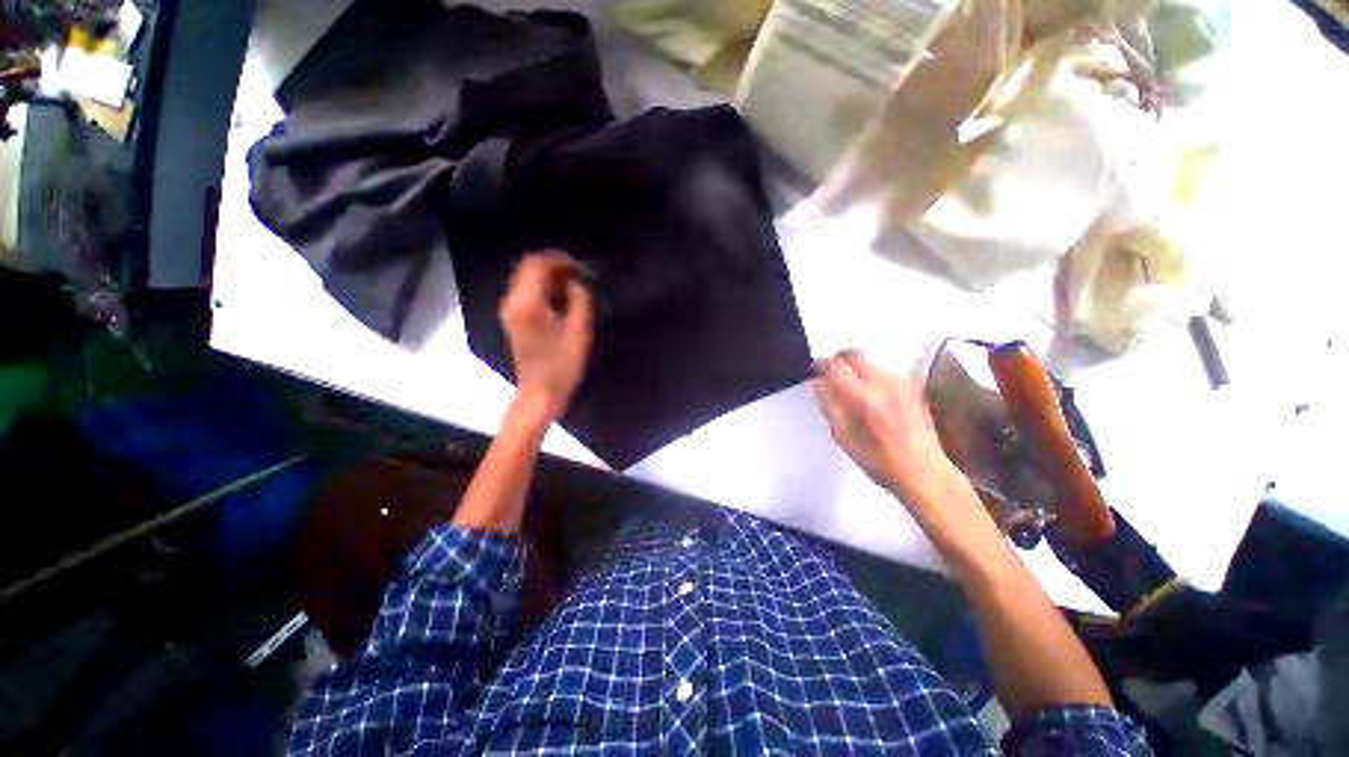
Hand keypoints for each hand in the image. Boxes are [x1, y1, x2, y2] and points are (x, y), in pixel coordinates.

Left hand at [500, 251, 593, 422]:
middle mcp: (511, 301)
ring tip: (573, 287)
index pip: (537, 264)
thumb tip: (577, 282)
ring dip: (549, 277)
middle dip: (554, 266)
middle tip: (578, 276)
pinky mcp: (512, 319)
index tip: (580, 268)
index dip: (559, 259)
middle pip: (527, 267)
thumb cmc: (562, 365)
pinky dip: (542, 288)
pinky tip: (560, 299)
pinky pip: (525, 291)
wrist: (540, 393)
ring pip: (526, 278)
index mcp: (527, 303)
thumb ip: (580, 299)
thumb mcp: (579, 331)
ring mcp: (509, 310)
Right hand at [814, 350, 958, 503]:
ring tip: (850, 385)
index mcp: (862, 398)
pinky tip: (871, 393)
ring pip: (871, 360)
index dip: (820, 364)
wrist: (924, 471)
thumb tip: (818, 382)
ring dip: (856, 366)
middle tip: (831, 372)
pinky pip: (885, 369)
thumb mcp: (842, 436)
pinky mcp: (912, 386)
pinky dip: (871, 374)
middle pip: (855, 353)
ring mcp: (901, 382)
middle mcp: (883, 383)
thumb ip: (828, 404)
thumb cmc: (877, 460)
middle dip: (838, 359)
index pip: (834, 366)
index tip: (815, 369)